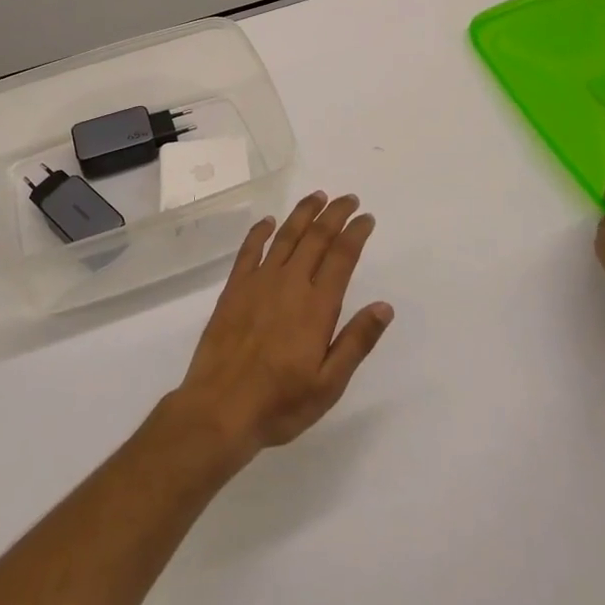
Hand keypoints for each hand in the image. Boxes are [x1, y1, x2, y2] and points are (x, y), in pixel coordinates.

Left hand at [167, 191, 394, 469]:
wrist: (220, 408)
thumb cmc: (280, 403)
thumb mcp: (329, 384)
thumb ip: (356, 342)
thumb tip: (384, 307)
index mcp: (316, 306)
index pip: (342, 257)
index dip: (356, 233)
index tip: (367, 218)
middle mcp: (289, 284)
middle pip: (316, 237)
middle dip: (335, 214)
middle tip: (349, 198)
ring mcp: (258, 282)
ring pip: (286, 236)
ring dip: (303, 213)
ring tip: (318, 197)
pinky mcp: (234, 288)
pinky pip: (249, 250)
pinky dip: (260, 231)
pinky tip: (269, 221)